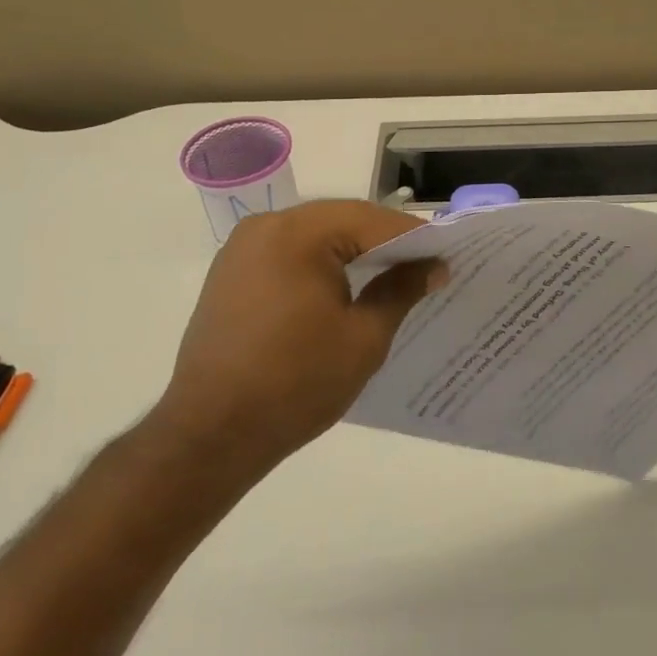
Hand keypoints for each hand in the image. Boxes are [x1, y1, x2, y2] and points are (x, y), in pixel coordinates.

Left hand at [145, 200, 445, 480]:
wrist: (210, 435)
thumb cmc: (296, 383)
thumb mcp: (364, 338)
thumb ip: (400, 291)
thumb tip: (432, 266)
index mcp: (298, 233)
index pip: (372, 221)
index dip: (414, 238)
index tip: (446, 258)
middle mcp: (266, 226)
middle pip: (342, 221)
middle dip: (384, 242)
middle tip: (424, 267)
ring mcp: (242, 248)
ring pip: (315, 235)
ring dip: (353, 252)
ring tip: (391, 277)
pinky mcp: (231, 273)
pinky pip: (289, 253)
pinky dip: (321, 264)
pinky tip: (344, 289)